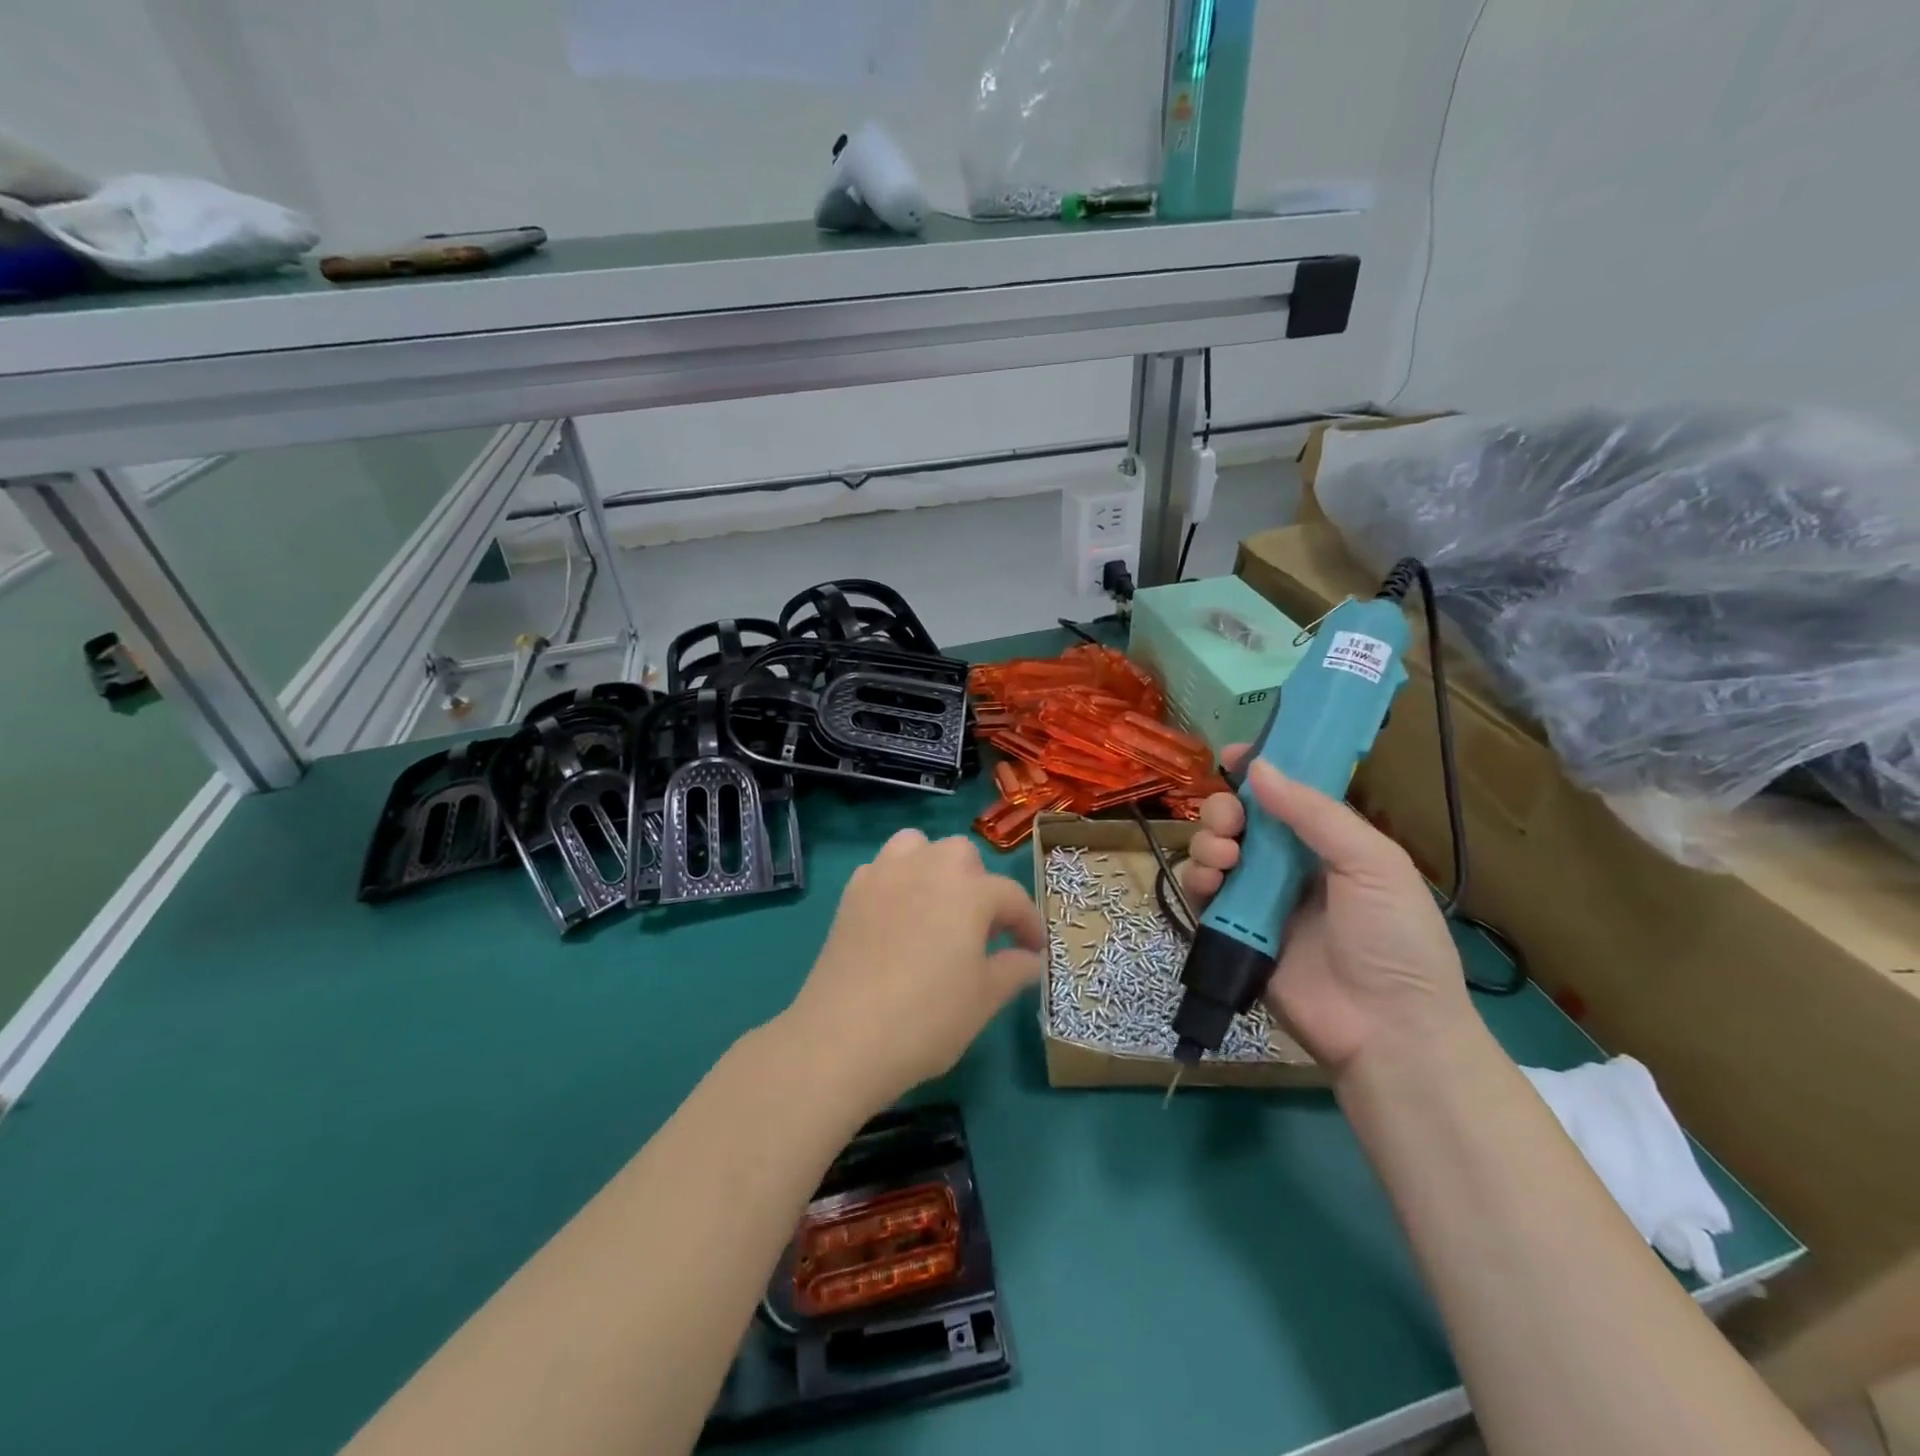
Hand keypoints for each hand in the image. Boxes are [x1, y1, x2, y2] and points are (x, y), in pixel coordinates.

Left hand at [784, 830, 1046, 1111]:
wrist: (844, 1037)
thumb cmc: (927, 1018)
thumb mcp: (984, 1000)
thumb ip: (1013, 970)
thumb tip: (1029, 958)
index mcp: (969, 891)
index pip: (1011, 896)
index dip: (1028, 923)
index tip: (1034, 949)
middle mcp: (928, 868)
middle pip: (963, 856)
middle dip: (980, 884)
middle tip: (983, 928)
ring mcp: (885, 876)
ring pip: (918, 846)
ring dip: (935, 866)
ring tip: (938, 906)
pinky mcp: (851, 893)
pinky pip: (882, 868)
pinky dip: (897, 879)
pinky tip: (898, 915)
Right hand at [1177, 747, 1473, 1076]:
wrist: (1386, 1029)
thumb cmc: (1394, 938)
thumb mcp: (1373, 863)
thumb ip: (1315, 813)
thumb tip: (1258, 768)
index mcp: (1328, 843)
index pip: (1285, 795)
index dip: (1259, 770)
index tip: (1233, 754)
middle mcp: (1289, 865)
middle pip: (1239, 819)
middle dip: (1224, 809)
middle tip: (1232, 822)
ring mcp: (1258, 899)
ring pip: (1214, 850)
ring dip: (1208, 841)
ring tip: (1225, 857)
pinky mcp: (1234, 932)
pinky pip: (1203, 894)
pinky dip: (1198, 880)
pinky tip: (1211, 883)